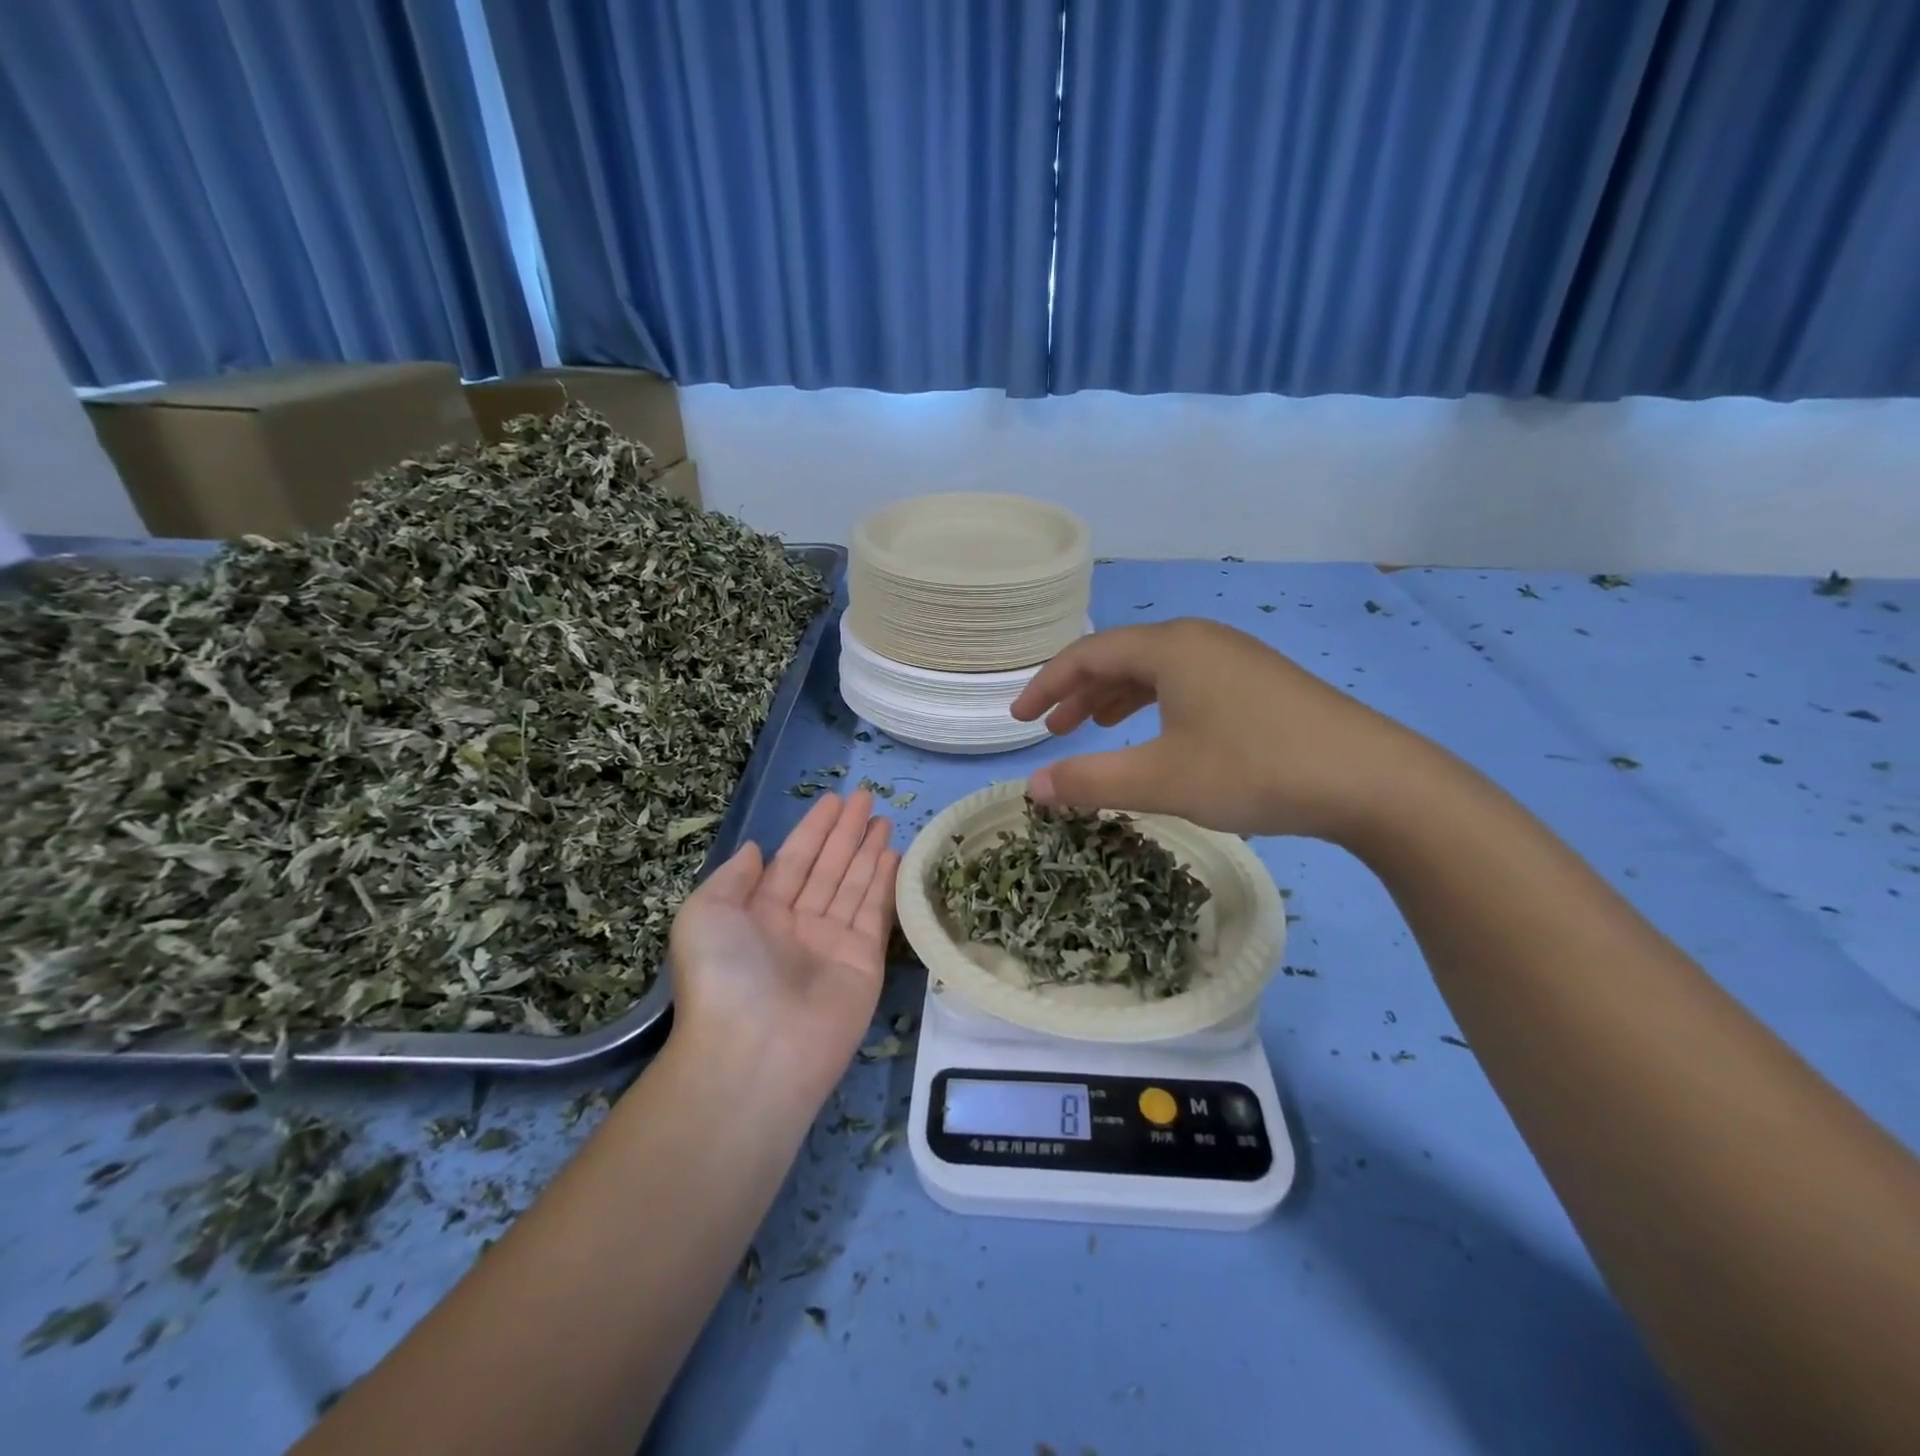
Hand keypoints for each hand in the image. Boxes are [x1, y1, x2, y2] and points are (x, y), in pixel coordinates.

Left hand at [668, 790, 898, 1106]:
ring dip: (869, 851)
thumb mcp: (704, 914)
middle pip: (827, 867)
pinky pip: (875, 913)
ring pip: (854, 885)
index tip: (834, 800)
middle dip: (846, 832)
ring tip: (886, 819)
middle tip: (868, 797)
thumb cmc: (723, 975)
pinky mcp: (864, 962)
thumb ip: (732, 878)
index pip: (792, 860)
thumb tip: (755, 850)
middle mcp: (796, 925)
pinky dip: (885, 883)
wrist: (756, 1051)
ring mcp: (832, 944)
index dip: (813, 829)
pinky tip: (895, 855)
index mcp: (757, 914)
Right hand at [1010, 618, 1435, 844]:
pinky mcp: (1259, 681)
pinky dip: (1155, 703)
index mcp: (1169, 648)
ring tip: (1094, 728)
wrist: (1371, 779)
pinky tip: (1158, 733)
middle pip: (1120, 657)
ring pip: (1156, 670)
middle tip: (1052, 729)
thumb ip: (1089, 780)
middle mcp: (1199, 639)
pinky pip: (1186, 681)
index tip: (1019, 720)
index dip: (1046, 686)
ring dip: (1116, 697)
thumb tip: (1032, 788)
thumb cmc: (1254, 769)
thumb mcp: (1161, 779)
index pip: (1087, 655)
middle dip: (1079, 692)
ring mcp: (1234, 657)